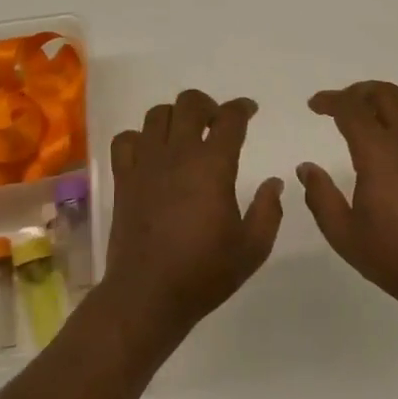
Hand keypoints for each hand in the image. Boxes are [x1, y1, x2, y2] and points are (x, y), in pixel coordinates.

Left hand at [99, 90, 283, 341]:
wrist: (148, 295)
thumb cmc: (204, 272)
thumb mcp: (253, 248)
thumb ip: (268, 211)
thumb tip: (274, 183)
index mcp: (213, 165)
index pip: (230, 118)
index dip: (243, 108)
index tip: (250, 111)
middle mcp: (178, 154)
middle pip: (190, 103)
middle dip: (208, 105)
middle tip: (217, 123)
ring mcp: (146, 164)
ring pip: (157, 115)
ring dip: (175, 117)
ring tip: (185, 136)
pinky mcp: (123, 179)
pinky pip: (125, 140)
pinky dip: (139, 138)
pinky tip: (151, 154)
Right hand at [299, 81, 397, 318]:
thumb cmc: (395, 256)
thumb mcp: (344, 233)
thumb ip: (320, 196)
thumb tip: (306, 168)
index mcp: (379, 151)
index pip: (351, 108)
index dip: (330, 100)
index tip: (314, 105)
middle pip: (384, 94)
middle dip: (358, 92)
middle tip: (340, 105)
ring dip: (388, 101)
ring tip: (372, 115)